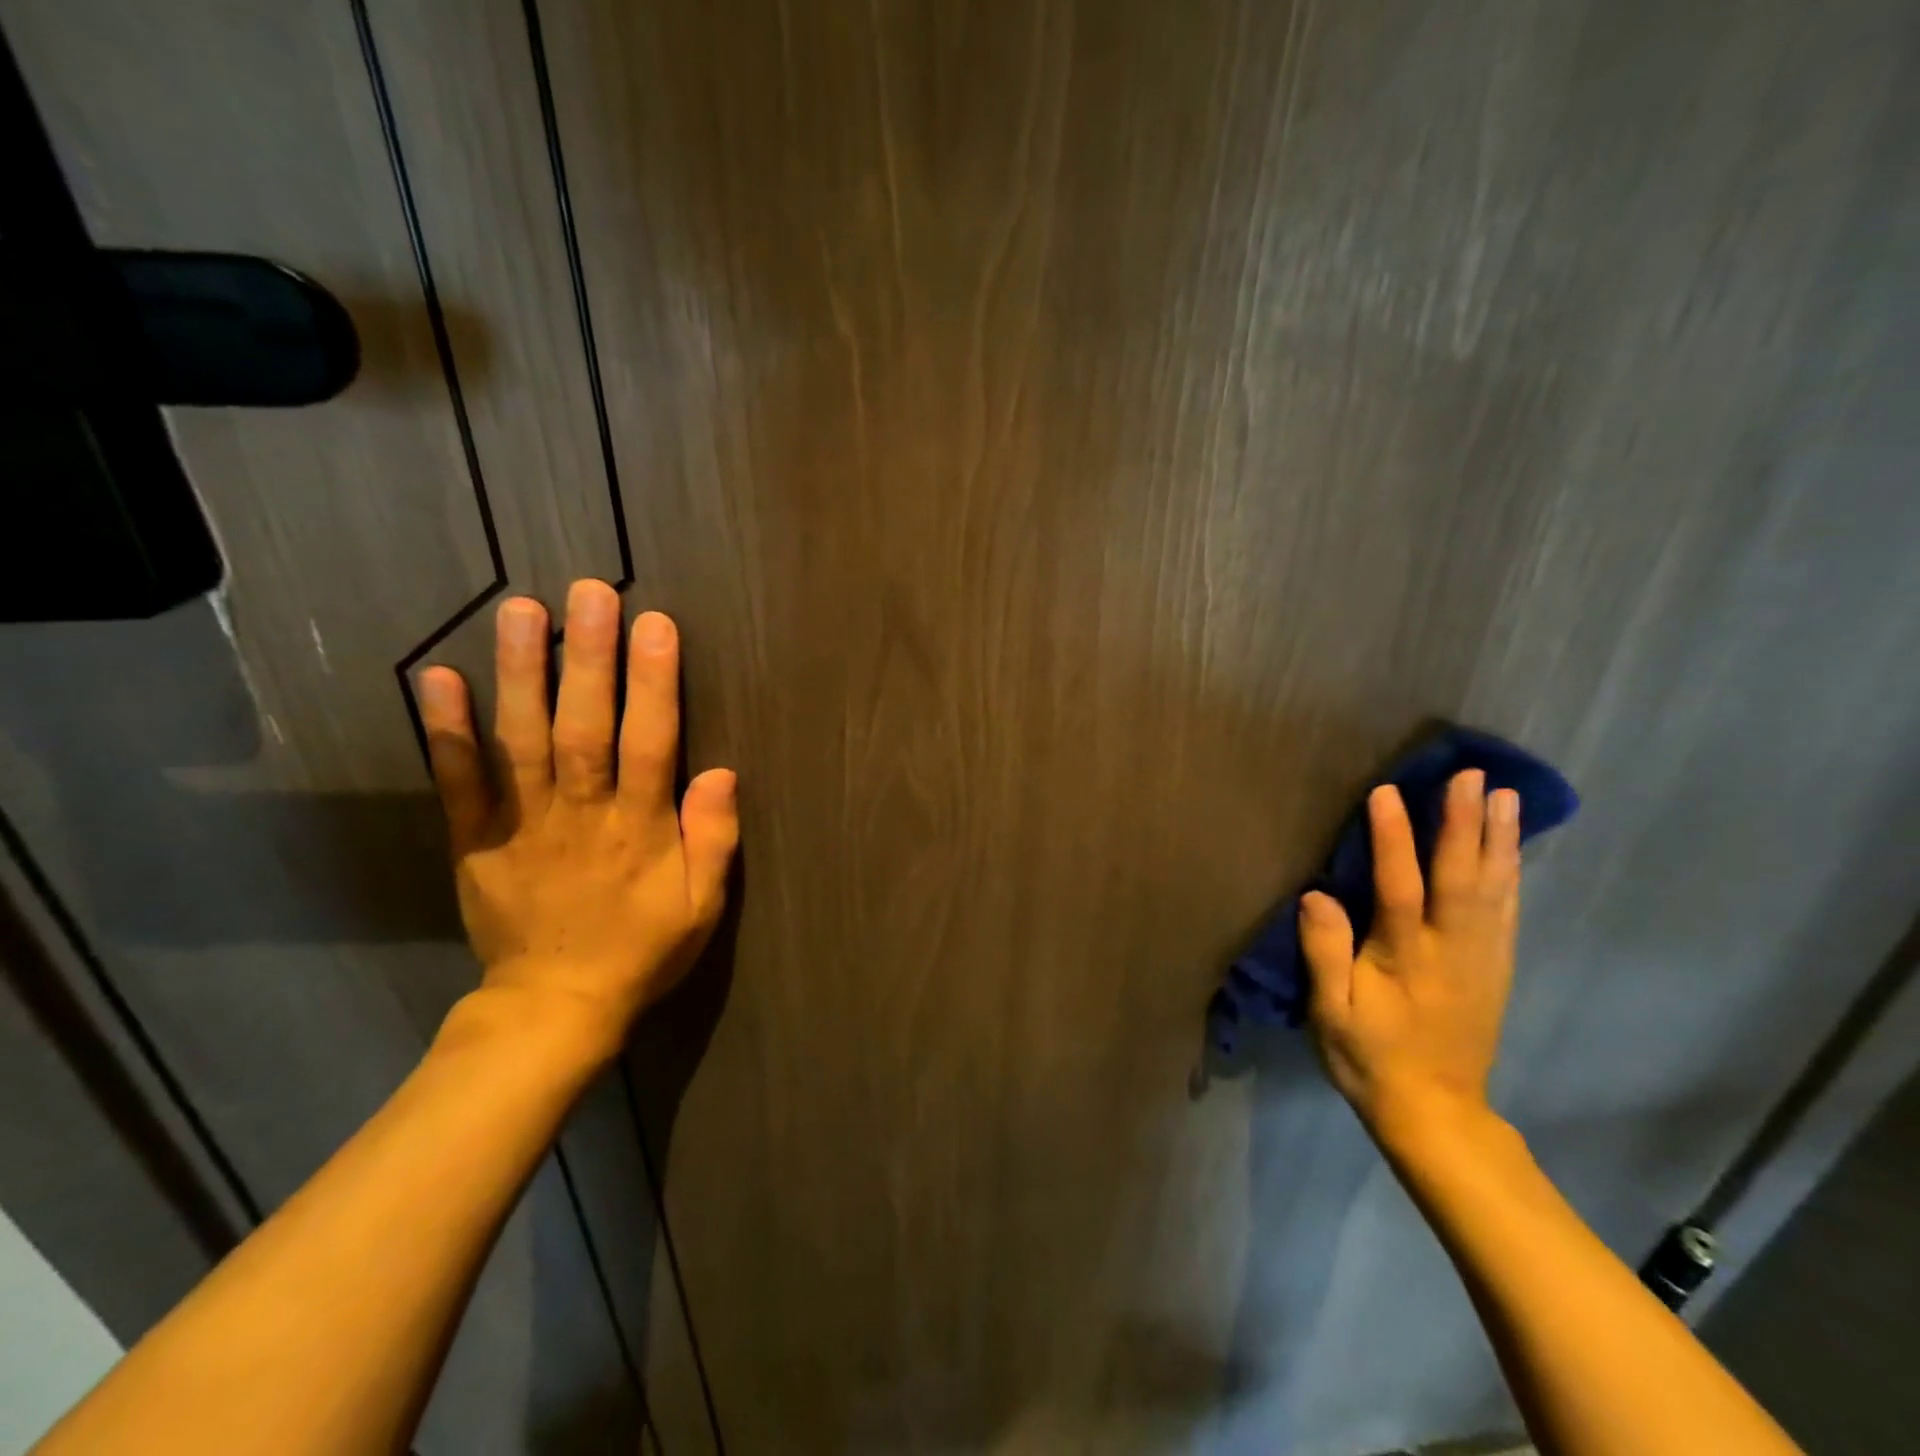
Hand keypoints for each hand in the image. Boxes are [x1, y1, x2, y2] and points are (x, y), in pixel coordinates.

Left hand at [417, 579, 738, 1059]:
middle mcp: (581, 815)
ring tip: (523, 611)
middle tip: (590, 593)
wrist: (554, 1007)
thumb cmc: (643, 949)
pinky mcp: (475, 840)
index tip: (656, 626)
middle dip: (589, 658)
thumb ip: (714, 839)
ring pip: (521, 740)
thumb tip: (722, 772)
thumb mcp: (703, 906)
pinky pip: (459, 781)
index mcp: (640, 830)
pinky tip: (438, 677)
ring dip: (521, 673)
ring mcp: (522, 825)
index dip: (655, 683)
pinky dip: (446, 730)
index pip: (651, 743)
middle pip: (584, 727)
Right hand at [1298, 771, 1519, 1137]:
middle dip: (1465, 823)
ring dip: (1500, 839)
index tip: (1387, 792)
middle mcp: (1452, 950)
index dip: (1393, 838)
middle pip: (1462, 877)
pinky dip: (1512, 873)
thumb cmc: (1371, 1059)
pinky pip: (1507, 911)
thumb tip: (1316, 895)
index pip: (1399, 886)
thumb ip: (1325, 954)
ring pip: (1495, 889)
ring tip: (1504, 796)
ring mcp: (1482, 958)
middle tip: (1471, 776)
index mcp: (1406, 958)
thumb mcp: (1331, 1014)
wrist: (1436, 1113)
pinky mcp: (1496, 969)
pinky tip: (1512, 850)